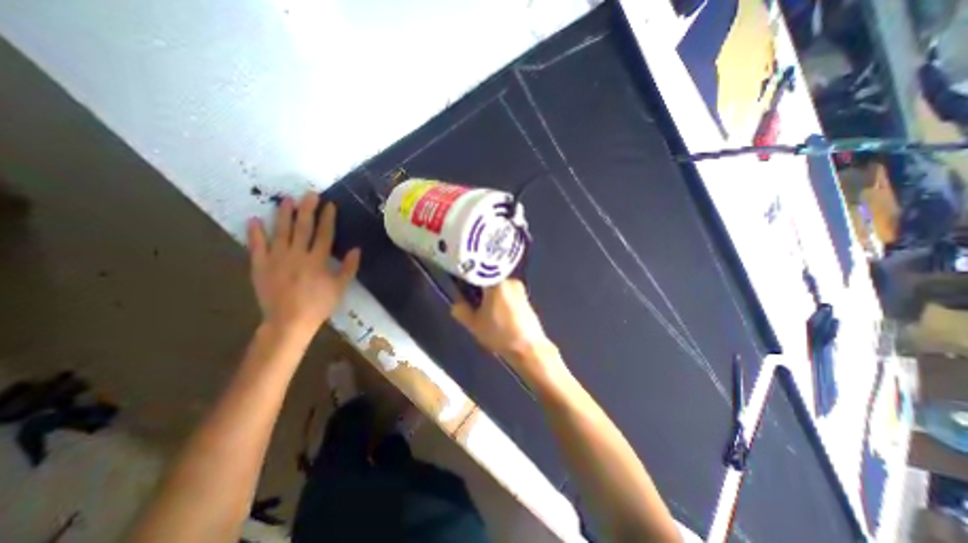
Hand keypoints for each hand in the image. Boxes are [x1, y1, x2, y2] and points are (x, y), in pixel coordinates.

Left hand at [246, 193, 358, 340]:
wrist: (289, 321)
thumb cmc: (319, 304)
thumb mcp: (340, 287)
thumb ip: (349, 267)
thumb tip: (357, 249)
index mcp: (318, 260)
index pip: (324, 234)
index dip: (328, 218)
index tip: (330, 204)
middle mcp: (297, 255)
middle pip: (303, 228)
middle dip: (307, 209)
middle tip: (309, 194)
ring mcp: (276, 259)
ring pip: (280, 232)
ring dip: (283, 215)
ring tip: (286, 200)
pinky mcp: (260, 266)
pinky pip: (256, 246)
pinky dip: (255, 233)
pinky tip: (255, 220)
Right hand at [451, 282, 556, 366]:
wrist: (529, 348)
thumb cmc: (500, 334)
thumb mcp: (474, 325)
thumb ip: (461, 311)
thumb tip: (457, 304)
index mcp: (496, 283)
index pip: (476, 274)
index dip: (466, 281)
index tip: (461, 290)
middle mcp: (509, 280)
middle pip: (488, 280)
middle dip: (478, 290)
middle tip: (471, 304)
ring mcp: (519, 288)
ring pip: (497, 287)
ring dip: (489, 296)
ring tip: (484, 312)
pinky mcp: (525, 298)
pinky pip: (507, 293)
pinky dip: (499, 300)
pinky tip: (497, 315)